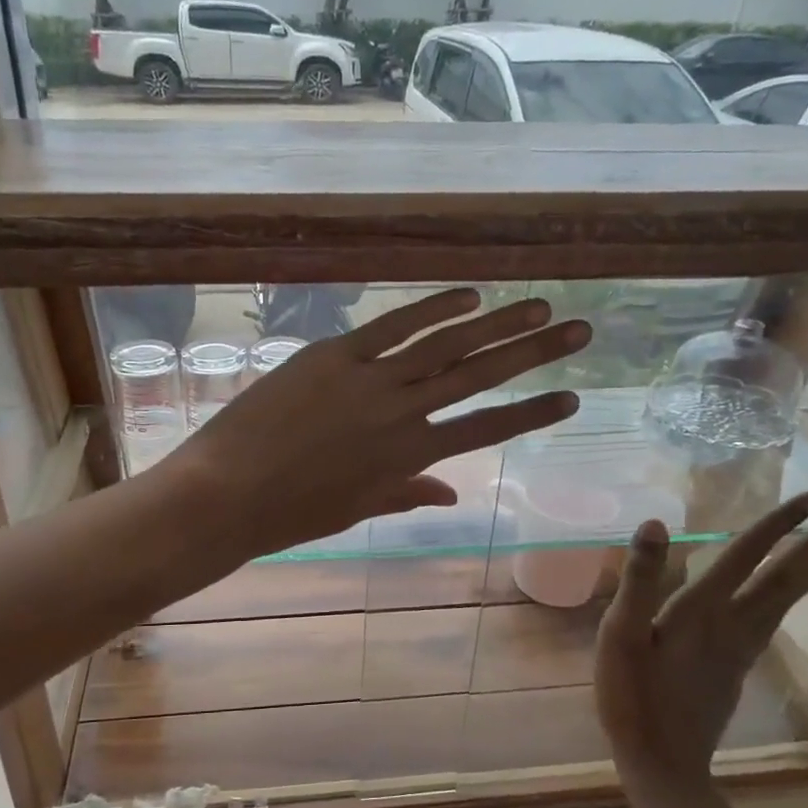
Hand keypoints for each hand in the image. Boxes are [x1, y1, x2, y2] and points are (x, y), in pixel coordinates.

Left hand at [160, 288, 591, 560]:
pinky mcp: (333, 354)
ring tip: (538, 306)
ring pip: (445, 344)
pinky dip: (431, 307)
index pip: (485, 430)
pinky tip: (468, 294)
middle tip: (581, 330)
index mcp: (409, 457)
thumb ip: (406, 494)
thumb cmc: (290, 513)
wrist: (227, 493)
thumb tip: (451, 494)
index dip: (531, 413)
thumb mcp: (356, 508)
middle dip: (534, 354)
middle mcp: (402, 413)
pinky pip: (392, 325)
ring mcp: (369, 378)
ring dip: (496, 323)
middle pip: (480, 377)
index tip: (571, 397)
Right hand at [595, 496, 807, 792]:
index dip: (776, 526)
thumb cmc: (633, 696)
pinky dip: (788, 602)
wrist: (662, 761)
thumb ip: (640, 580)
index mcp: (701, 610)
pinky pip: (770, 623)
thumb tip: (656, 524)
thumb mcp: (622, 635)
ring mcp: (738, 651)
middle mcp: (731, 625)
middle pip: (780, 580)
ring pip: (782, 604)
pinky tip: (784, 604)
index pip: (745, 556)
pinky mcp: (735, 670)